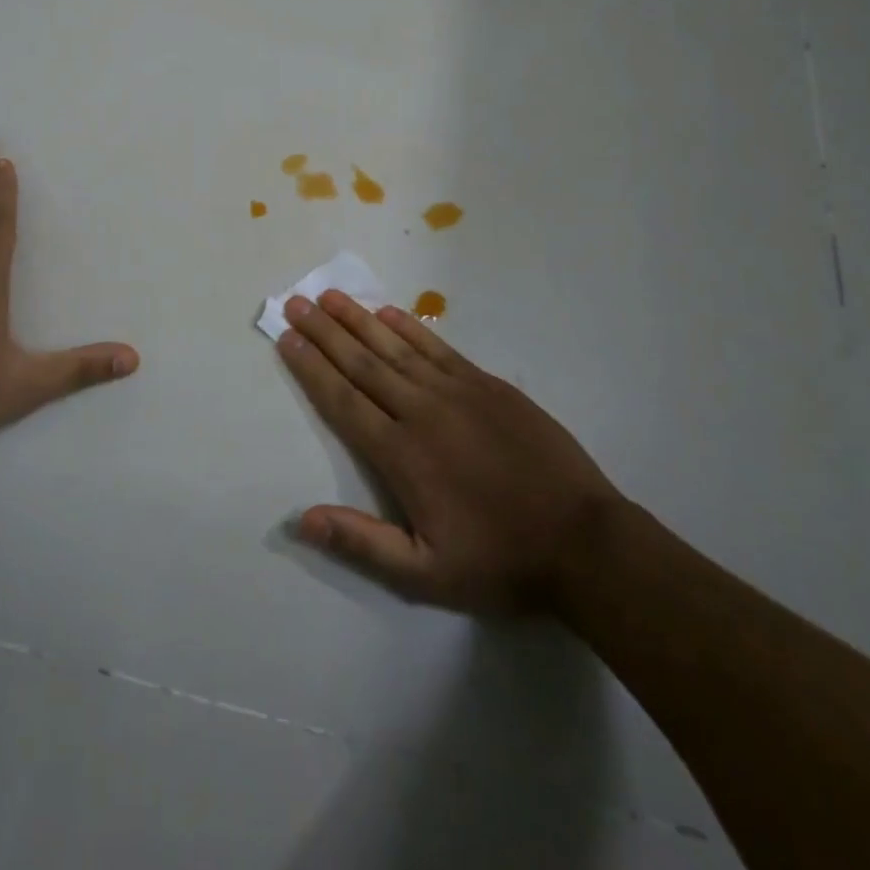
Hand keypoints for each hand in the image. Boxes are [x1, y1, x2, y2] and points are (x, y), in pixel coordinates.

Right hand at [278, 290, 623, 615]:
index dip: (311, 367)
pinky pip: (438, 348)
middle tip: (296, 302)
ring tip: (330, 296)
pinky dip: (409, 328)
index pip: (343, 401)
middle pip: (362, 363)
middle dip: (324, 332)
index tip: (286, 338)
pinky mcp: (487, 384)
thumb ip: (361, 542)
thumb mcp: (426, 573)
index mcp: (401, 454)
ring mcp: (457, 392)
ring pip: (395, 348)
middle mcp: (421, 411)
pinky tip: (388, 312)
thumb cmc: (500, 560)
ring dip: (358, 320)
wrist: (583, 541)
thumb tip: (301, 518)